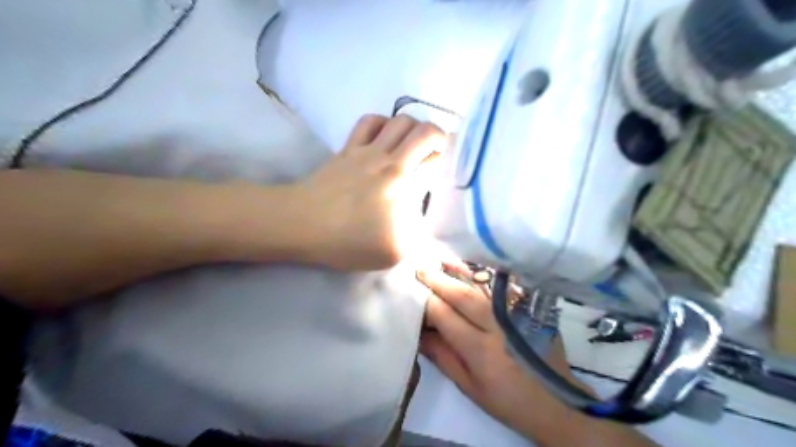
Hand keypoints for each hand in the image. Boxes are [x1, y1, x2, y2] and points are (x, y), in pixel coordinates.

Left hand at [296, 114, 446, 270]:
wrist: (302, 225)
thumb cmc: (349, 239)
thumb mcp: (394, 252)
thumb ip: (421, 239)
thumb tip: (430, 227)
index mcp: (402, 180)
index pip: (434, 152)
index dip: (445, 155)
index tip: (445, 166)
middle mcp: (387, 157)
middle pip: (420, 127)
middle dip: (437, 136)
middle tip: (434, 155)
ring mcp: (364, 150)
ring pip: (396, 120)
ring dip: (412, 129)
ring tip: (411, 147)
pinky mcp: (346, 150)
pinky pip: (368, 122)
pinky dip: (383, 124)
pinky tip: (384, 140)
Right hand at [417, 266, 589, 443]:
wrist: (557, 403)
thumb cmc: (508, 400)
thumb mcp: (470, 387)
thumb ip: (443, 357)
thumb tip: (420, 332)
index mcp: (481, 351)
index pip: (445, 316)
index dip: (426, 301)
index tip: (412, 290)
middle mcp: (499, 327)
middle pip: (462, 295)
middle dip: (438, 279)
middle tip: (420, 267)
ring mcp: (517, 314)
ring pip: (483, 285)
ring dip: (459, 270)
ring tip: (440, 259)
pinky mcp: (529, 308)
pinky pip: (501, 286)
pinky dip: (483, 275)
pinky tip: (469, 267)